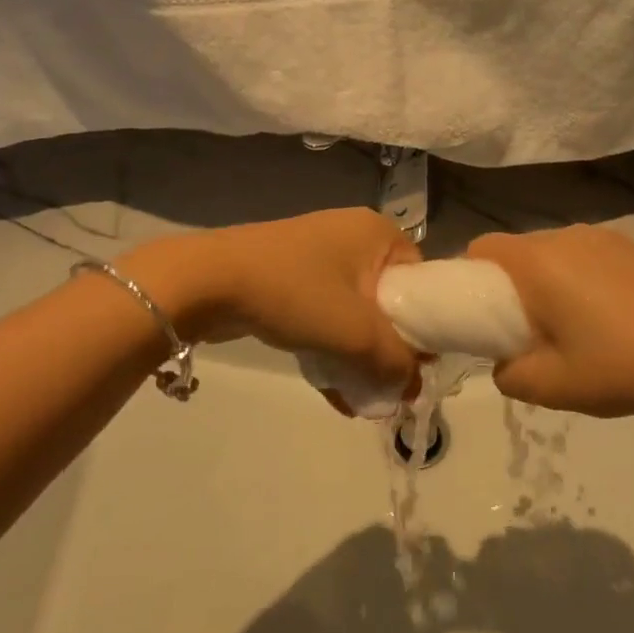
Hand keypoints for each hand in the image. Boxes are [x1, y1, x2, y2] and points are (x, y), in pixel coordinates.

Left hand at [134, 209, 422, 408]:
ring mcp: (319, 254)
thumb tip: (412, 388)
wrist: (208, 281)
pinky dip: (331, 347)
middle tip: (386, 388)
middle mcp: (354, 236)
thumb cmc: (295, 293)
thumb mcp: (356, 332)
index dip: (425, 328)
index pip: (422, 283)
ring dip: (359, 356)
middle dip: (387, 350)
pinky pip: (325, 314)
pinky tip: (334, 392)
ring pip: (355, 313)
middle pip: (389, 302)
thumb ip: (396, 362)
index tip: (415, 368)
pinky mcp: (291, 274)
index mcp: (380, 233)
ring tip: (360, 399)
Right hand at [466, 225, 633, 418]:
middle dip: (512, 285)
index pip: (483, 247)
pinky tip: (611, 318)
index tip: (480, 313)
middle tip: (527, 330)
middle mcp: (567, 237)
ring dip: (550, 282)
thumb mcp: (551, 387)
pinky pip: (589, 256)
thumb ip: (509, 375)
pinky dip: (583, 279)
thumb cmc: (620, 368)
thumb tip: (506, 363)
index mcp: (538, 262)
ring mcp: (605, 239)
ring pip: (556, 253)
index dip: (470, 277)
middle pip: (519, 250)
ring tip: (574, 327)